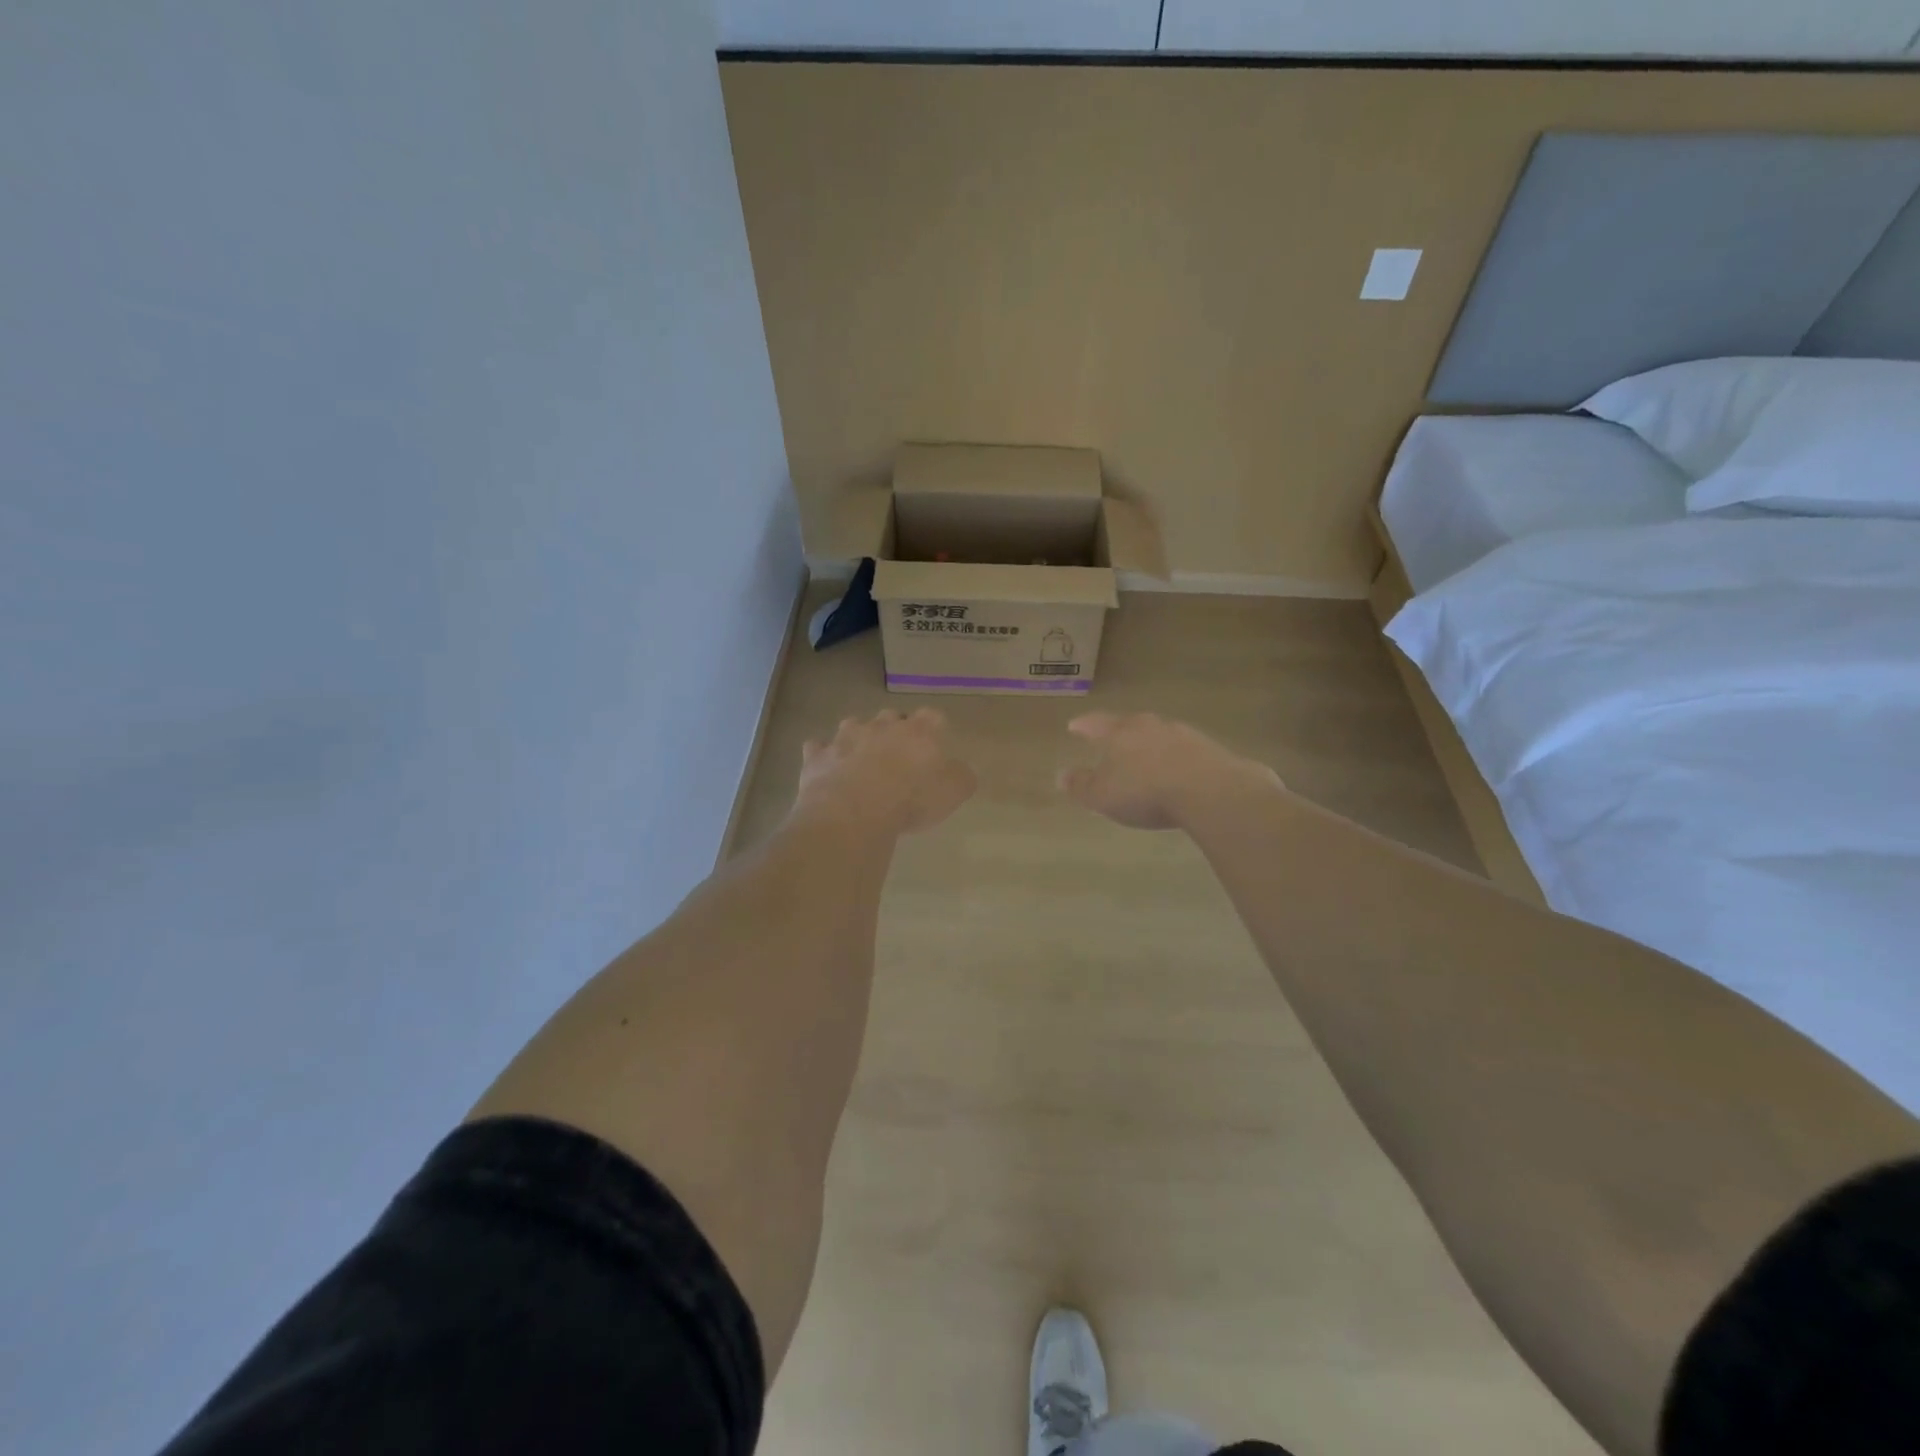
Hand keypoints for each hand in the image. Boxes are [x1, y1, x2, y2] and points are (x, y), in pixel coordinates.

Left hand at [795, 709, 977, 835]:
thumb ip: (961, 777)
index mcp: (917, 731)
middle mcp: (880, 726)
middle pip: (891, 717)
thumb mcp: (953, 793)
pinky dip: (823, 756)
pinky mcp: (818, 756)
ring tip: (860, 761)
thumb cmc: (910, 799)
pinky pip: (818, 749)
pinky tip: (826, 770)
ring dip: (857, 738)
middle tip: (898, 755)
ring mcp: (845, 737)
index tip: (935, 744)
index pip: (932, 717)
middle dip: (894, 730)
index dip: (934, 729)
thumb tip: (961, 770)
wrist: (853, 811)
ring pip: (852, 726)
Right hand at [1061, 712, 1283, 829]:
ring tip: (1145, 758)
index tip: (1074, 726)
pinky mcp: (1209, 750)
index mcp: (1121, 732)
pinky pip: (1183, 751)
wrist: (1209, 790)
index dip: (1084, 726)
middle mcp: (1151, 726)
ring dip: (1150, 745)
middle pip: (1130, 725)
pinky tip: (1175, 772)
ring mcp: (1183, 735)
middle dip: (1120, 732)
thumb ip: (1081, 785)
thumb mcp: (1102, 795)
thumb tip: (1061, 775)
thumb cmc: (1145, 791)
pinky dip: (1174, 759)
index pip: (1096, 724)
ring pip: (1159, 736)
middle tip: (1112, 739)